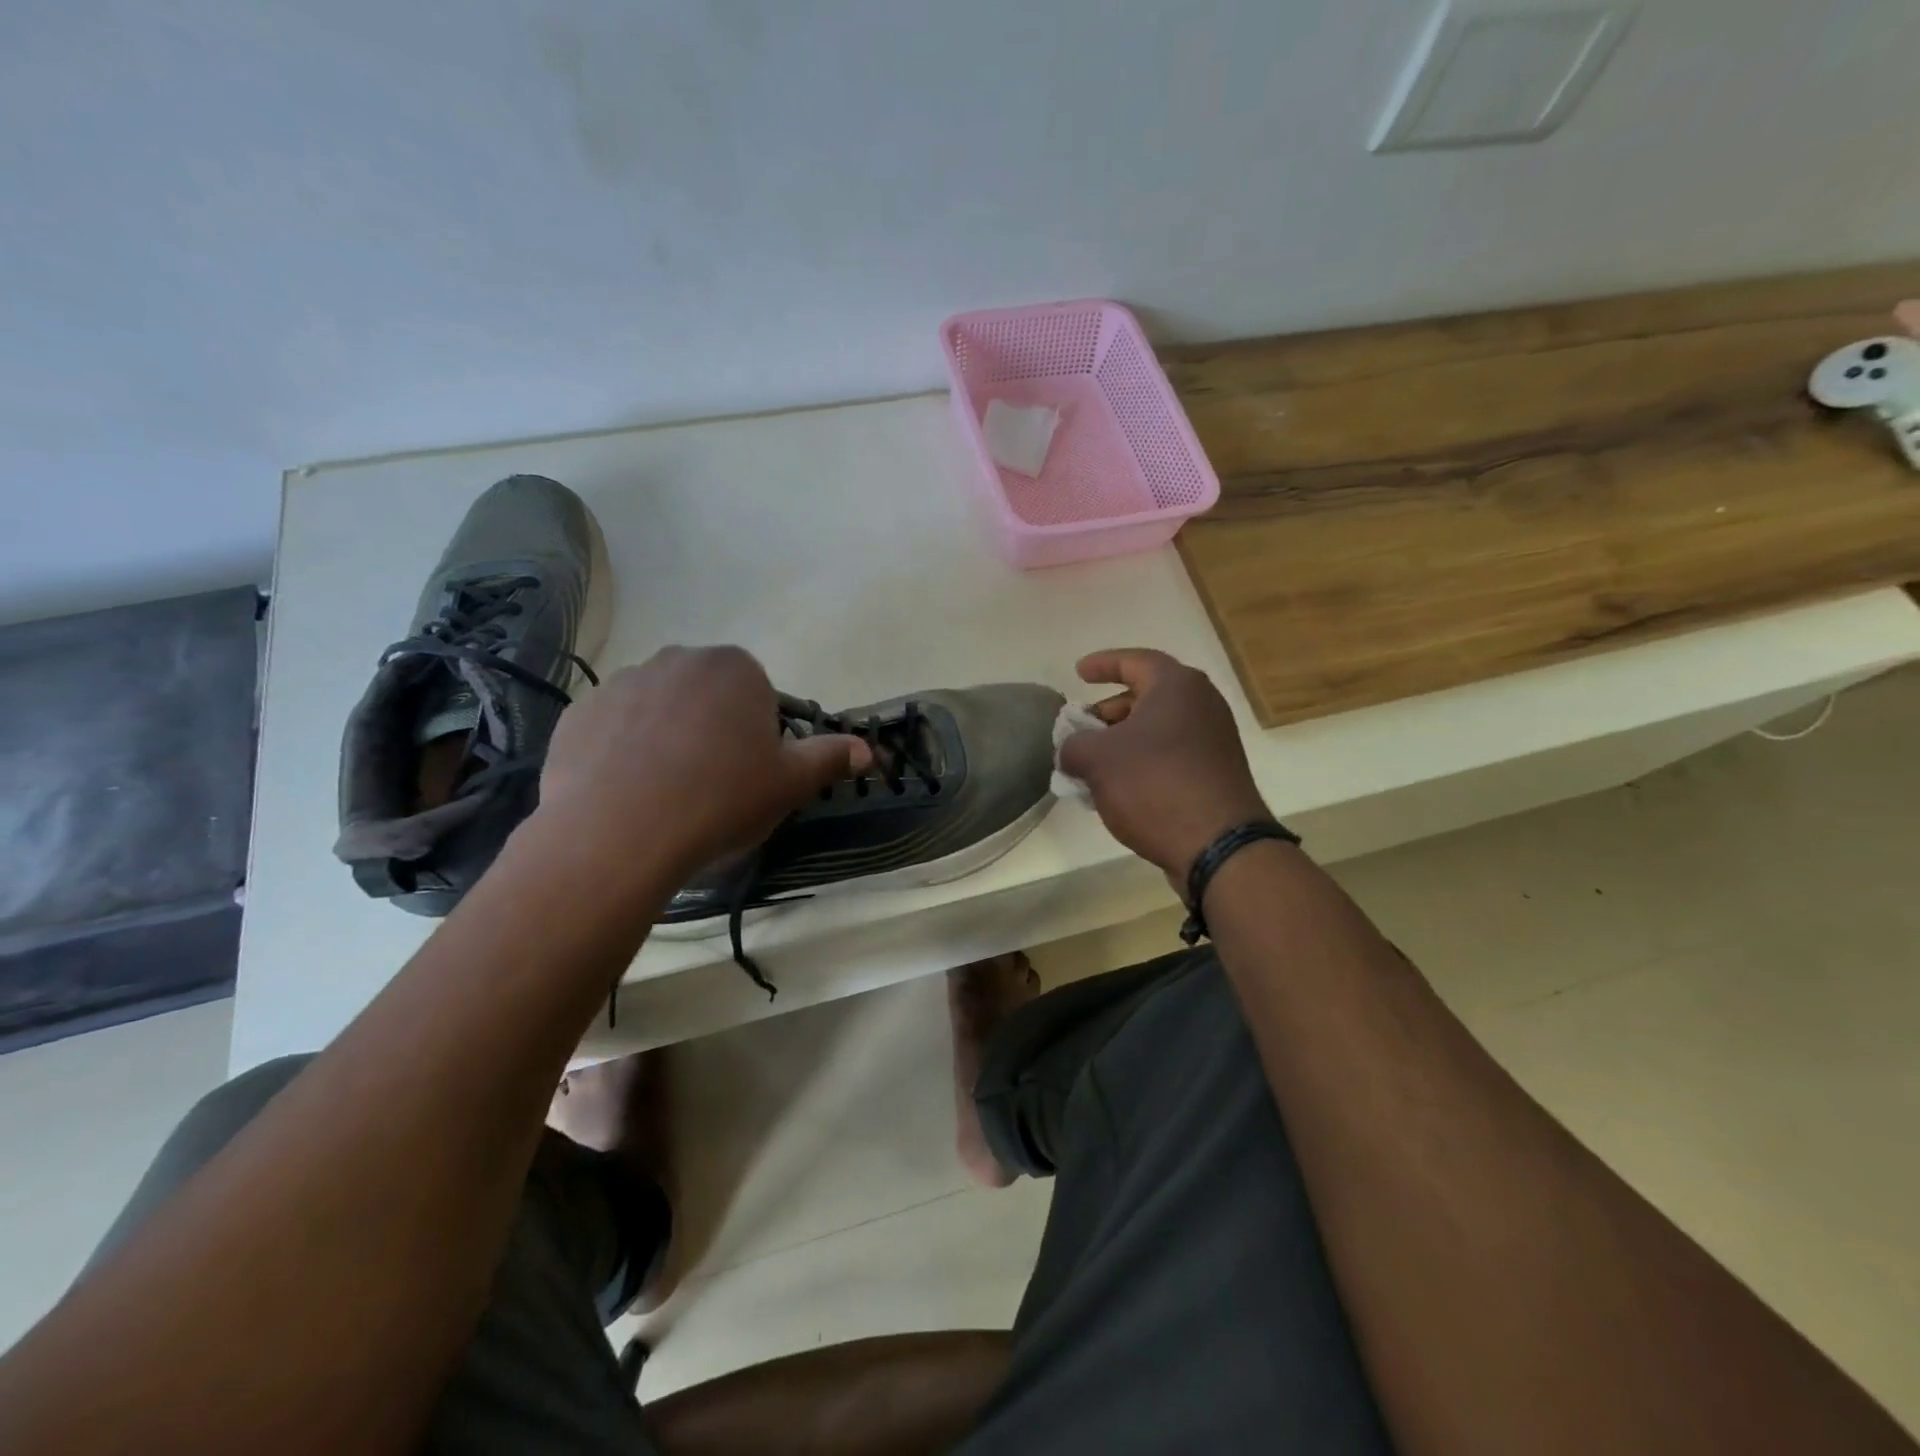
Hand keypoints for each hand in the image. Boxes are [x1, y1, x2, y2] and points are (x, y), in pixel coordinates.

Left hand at [537, 645, 869, 879]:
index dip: (758, 737)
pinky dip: (623, 751)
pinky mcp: (578, 712)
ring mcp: (622, 682)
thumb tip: (868, 750)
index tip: (750, 775)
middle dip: (713, 731)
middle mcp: (677, 659)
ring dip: (667, 739)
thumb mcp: (790, 783)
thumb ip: (830, 758)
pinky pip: (614, 728)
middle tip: (712, 785)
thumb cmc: (721, 798)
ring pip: (660, 710)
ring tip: (665, 794)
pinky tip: (626, 792)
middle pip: (707, 697)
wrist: (619, 832)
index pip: (758, 695)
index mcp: (735, 668)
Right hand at [1058, 649, 1270, 881]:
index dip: (1103, 664)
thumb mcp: (1096, 760)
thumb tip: (1071, 750)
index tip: (1078, 673)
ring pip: (1159, 727)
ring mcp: (1214, 739)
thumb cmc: (1154, 784)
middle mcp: (1202, 704)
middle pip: (1148, 695)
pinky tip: (1121, 785)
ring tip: (1094, 761)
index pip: (1135, 661)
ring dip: (1124, 739)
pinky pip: (1172, 753)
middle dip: (1110, 710)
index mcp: (1176, 686)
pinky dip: (1144, 759)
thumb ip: (1074, 745)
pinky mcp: (1217, 772)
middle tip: (1082, 727)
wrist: (1217, 844)